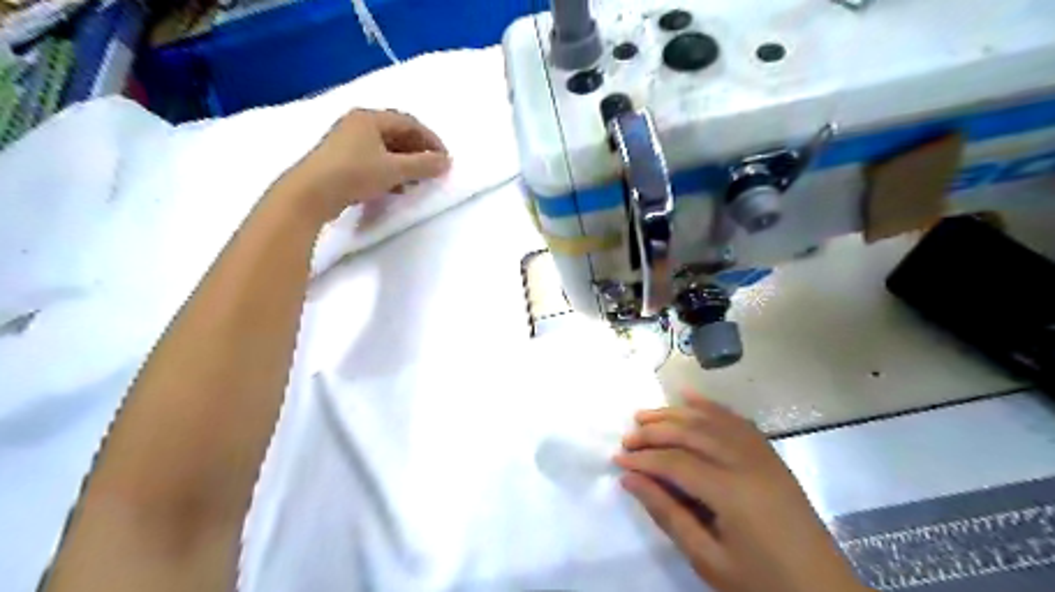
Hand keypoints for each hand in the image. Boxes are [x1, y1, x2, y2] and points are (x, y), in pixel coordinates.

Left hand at [276, 109, 449, 222]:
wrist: (310, 194)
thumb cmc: (354, 174)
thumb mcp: (394, 170)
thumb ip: (423, 165)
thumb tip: (446, 162)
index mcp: (370, 118)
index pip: (409, 123)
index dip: (430, 140)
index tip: (444, 159)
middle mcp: (357, 124)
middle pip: (396, 134)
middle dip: (418, 153)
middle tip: (431, 170)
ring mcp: (346, 143)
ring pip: (385, 149)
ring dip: (404, 164)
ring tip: (416, 182)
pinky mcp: (340, 161)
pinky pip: (373, 161)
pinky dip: (389, 172)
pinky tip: (395, 188)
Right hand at [611, 394, 864, 591]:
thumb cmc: (762, 583)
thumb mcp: (709, 560)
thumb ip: (668, 514)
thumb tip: (630, 479)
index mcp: (732, 492)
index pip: (676, 463)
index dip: (644, 459)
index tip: (617, 459)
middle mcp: (747, 463)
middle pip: (691, 433)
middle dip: (654, 431)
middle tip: (627, 437)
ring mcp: (762, 455)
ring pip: (711, 420)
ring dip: (676, 414)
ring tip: (646, 415)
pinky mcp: (770, 455)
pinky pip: (737, 421)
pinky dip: (711, 406)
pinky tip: (690, 397)